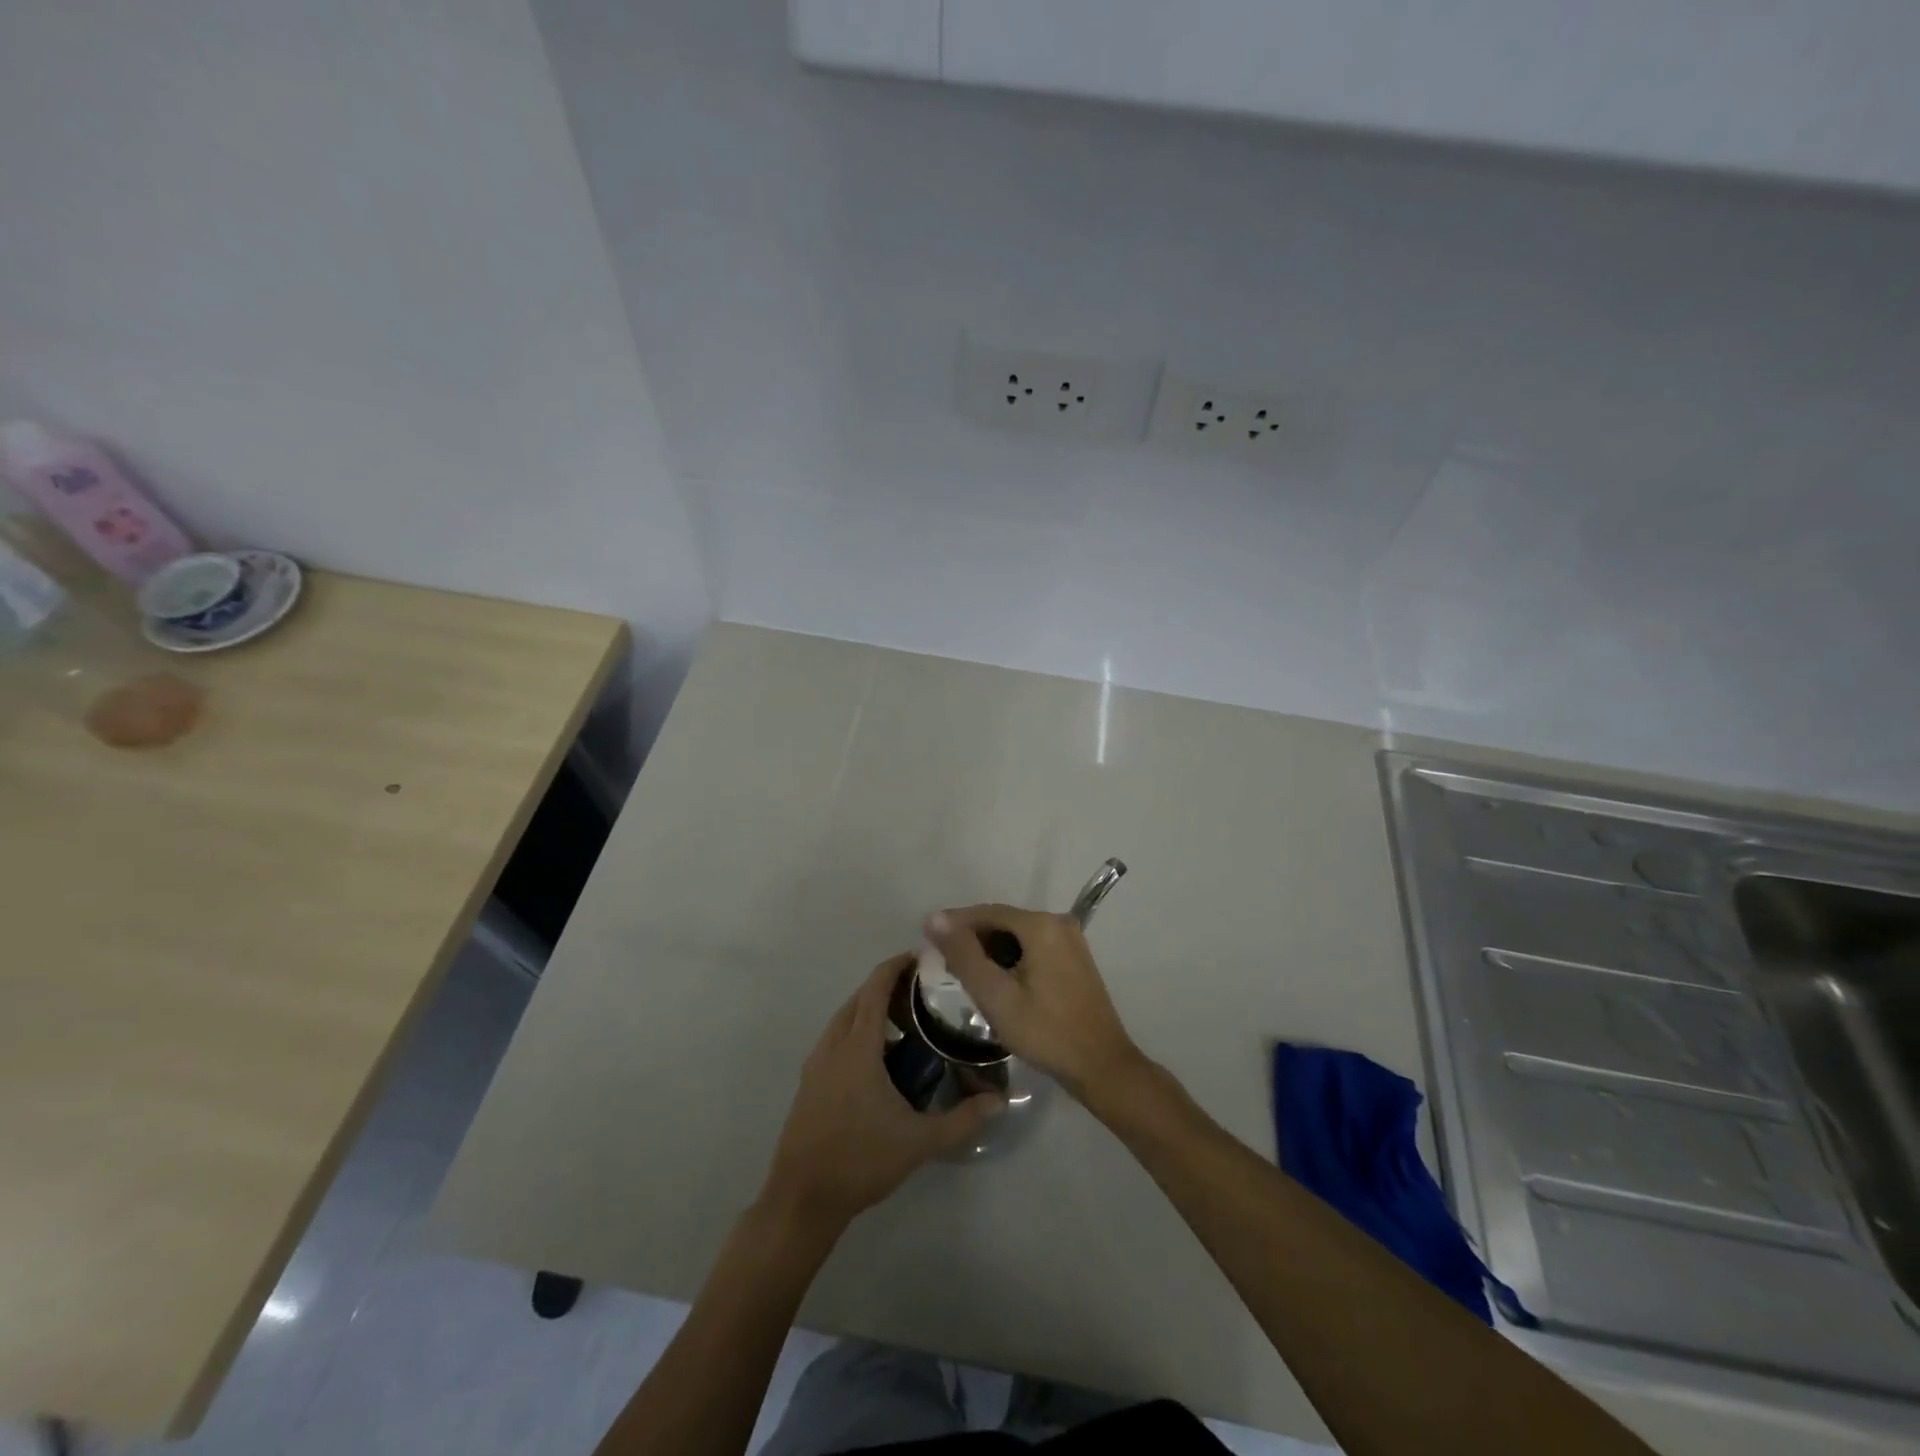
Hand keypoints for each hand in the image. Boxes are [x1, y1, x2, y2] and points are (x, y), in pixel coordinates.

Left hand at [761, 953, 1004, 1234]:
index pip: (875, 989)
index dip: (895, 966)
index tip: (921, 957)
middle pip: (858, 998)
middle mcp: (833, 1046)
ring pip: (844, 1019)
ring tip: (904, 1021)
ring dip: (869, 1009)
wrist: (802, 1199)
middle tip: (921, 991)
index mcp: (857, 1048)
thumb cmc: (860, 1161)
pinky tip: (878, 1057)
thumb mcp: (919, 1142)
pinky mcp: (809, 1082)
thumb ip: (962, 1119)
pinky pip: (835, 1039)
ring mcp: (816, 1064)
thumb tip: (999, 1101)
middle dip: (886, 986)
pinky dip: (856, 1031)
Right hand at [924, 905, 1143, 1099]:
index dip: (954, 925)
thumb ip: (963, 954)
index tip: (928, 941)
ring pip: (1017, 936)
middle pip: (1003, 922)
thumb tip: (935, 918)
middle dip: (973, 940)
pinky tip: (998, 984)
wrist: (1100, 1066)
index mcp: (1041, 925)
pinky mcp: (1075, 959)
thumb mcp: (995, 995)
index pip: (986, 912)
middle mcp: (1058, 922)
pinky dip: (1012, 959)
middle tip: (946, 967)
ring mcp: (1071, 940)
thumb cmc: (1044, 1031)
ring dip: (991, 951)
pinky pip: (1033, 948)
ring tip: (967, 978)